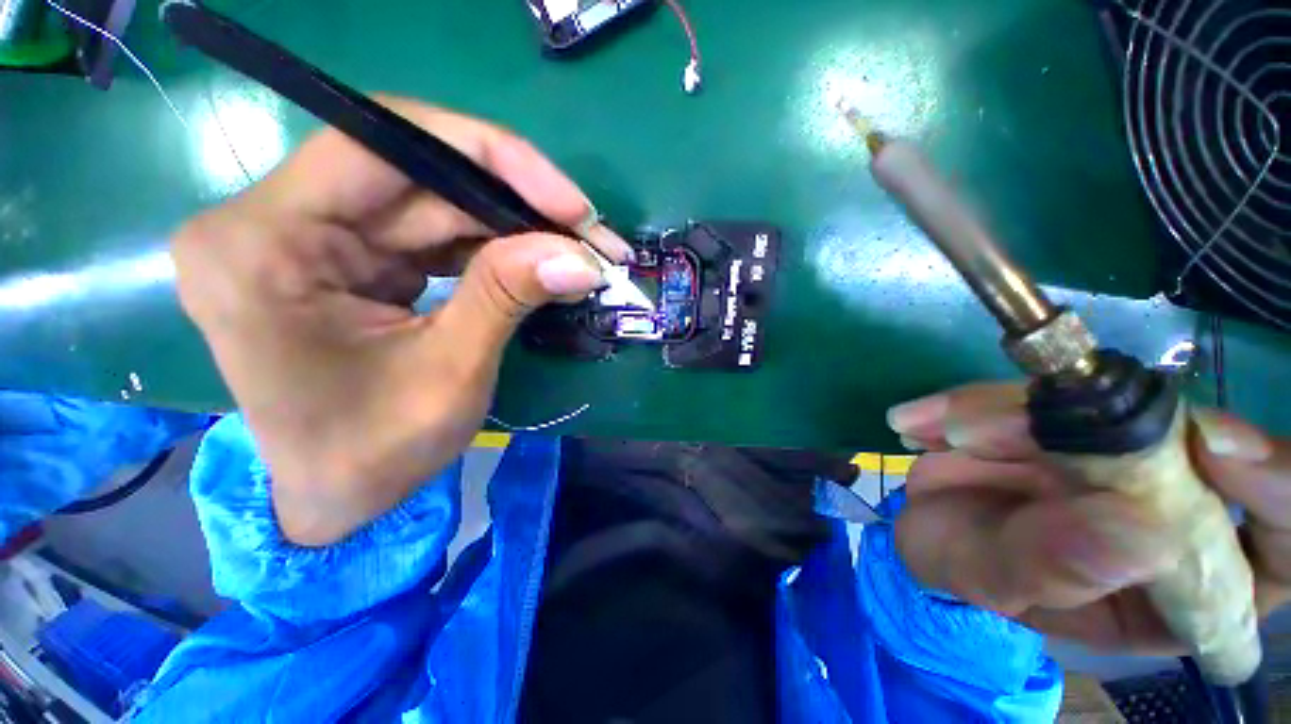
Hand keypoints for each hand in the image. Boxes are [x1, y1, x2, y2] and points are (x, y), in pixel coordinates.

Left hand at [174, 99, 629, 546]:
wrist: (335, 498)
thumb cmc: (373, 454)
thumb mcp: (449, 374)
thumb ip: (508, 297)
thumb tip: (581, 257)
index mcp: (263, 246)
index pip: (381, 145)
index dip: (490, 157)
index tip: (569, 203)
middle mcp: (273, 221)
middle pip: (416, 173)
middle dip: (518, 200)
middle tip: (591, 234)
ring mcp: (310, 236)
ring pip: (433, 200)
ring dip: (514, 224)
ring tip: (577, 251)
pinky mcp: (347, 257)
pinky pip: (431, 231)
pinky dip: (493, 245)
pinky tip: (538, 262)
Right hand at [888, 383, 1289, 652]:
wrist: (925, 528)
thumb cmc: (971, 576)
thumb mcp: (1002, 586)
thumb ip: (1055, 568)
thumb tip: (1139, 528)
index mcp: (1185, 575)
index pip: (1278, 539)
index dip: (1272, 486)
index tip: (1216, 446)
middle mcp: (1169, 502)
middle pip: (1181, 446)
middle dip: (1096, 427)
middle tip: (1003, 429)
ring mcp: (1116, 453)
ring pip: (1096, 406)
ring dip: (1010, 411)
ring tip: (939, 433)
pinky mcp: (1062, 419)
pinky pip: (1034, 394)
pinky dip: (974, 402)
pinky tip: (921, 421)